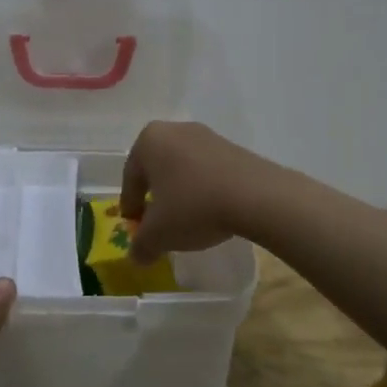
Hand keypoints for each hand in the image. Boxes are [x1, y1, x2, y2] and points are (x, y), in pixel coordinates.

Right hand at [119, 121, 280, 263]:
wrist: (256, 196)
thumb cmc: (193, 206)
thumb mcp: (159, 234)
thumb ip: (141, 245)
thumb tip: (136, 256)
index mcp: (149, 141)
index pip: (130, 177)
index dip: (130, 205)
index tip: (134, 225)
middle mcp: (174, 130)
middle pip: (156, 169)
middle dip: (155, 196)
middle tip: (157, 222)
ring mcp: (206, 136)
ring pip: (183, 168)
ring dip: (180, 192)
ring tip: (186, 219)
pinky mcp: (232, 147)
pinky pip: (207, 170)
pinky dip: (203, 189)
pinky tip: (211, 210)